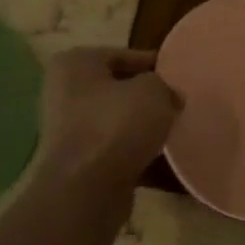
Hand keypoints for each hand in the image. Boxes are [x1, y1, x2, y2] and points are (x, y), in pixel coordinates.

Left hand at [37, 47, 182, 189]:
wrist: (86, 189)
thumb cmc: (116, 125)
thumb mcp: (153, 91)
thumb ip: (164, 85)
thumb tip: (169, 96)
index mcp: (75, 64)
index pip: (123, 55)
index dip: (154, 64)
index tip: (179, 76)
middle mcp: (65, 92)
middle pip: (118, 89)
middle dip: (147, 98)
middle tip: (179, 104)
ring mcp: (69, 130)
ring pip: (117, 122)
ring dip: (142, 128)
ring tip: (174, 132)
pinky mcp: (80, 163)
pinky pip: (116, 151)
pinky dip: (137, 155)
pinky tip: (163, 161)